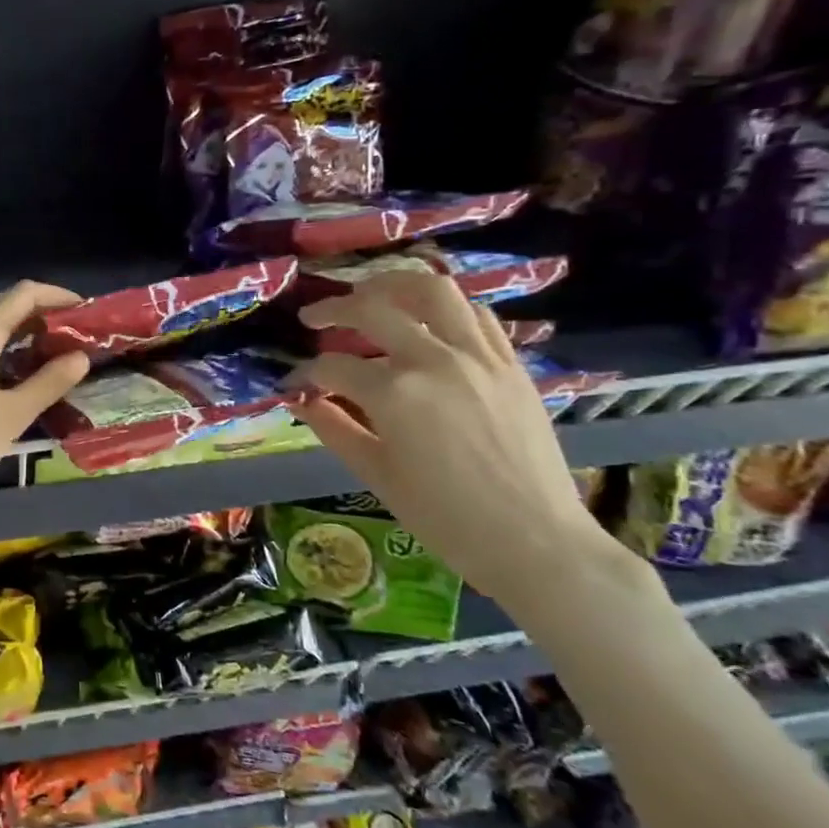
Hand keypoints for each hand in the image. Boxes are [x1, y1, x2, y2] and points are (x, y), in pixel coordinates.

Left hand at [0, 281, 91, 517]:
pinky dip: (0, 349)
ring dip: (20, 333)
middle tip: (76, 337)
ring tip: (53, 355)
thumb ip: (49, 382)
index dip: (58, 296)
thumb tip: (80, 357)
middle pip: (4, 306)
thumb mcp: (13, 415)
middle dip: (42, 314)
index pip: (23, 294)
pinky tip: (15, 374)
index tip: (87, 314)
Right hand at [286, 270, 645, 612]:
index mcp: (394, 394)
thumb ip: (334, 428)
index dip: (305, 373)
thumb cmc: (445, 518)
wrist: (534, 541)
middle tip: (313, 318)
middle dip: (333, 309)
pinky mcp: (510, 364)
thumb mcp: (376, 475)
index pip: (333, 366)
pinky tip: (426, 320)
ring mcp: (478, 357)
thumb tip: (301, 400)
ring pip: (432, 291)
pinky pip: (476, 314)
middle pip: (373, 309)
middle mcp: (434, 360)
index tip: (294, 385)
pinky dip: (444, 308)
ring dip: (392, 285)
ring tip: (370, 294)